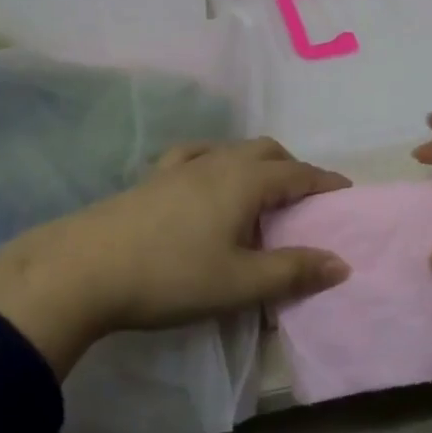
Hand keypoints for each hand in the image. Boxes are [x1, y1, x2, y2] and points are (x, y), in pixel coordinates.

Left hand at [0, 139, 350, 374]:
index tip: (346, 192)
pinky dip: (217, 160)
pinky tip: (207, 178)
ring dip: (257, 164)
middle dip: (293, 168)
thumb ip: (292, 271)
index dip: (325, 182)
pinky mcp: (154, 176)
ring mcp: (182, 165)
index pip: (298, 173)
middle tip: (306, 199)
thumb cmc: (171, 276)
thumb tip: (340, 262)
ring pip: (233, 150)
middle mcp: (218, 161)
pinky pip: (196, 155)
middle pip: (267, 151)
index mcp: (245, 181)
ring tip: (262, 193)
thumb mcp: (239, 283)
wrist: (86, 267)